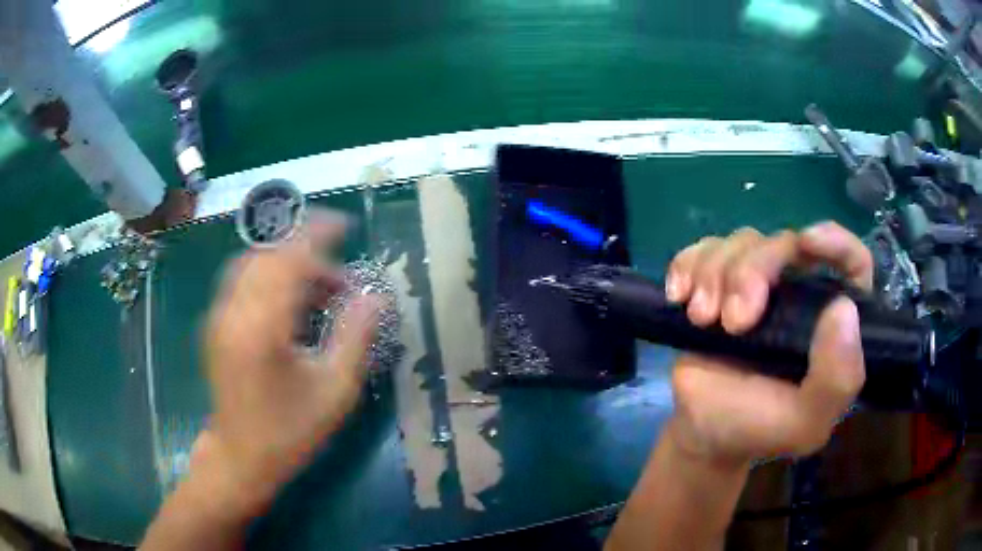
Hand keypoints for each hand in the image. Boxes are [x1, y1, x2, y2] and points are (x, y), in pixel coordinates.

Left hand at [192, 211, 380, 513]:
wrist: (240, 457)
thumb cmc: (290, 430)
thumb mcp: (334, 390)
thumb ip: (356, 336)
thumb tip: (376, 296)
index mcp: (261, 326)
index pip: (288, 257)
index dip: (317, 233)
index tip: (345, 226)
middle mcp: (233, 311)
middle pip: (269, 255)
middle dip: (307, 254)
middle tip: (338, 281)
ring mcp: (218, 317)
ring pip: (253, 265)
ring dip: (286, 266)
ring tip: (317, 293)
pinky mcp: (214, 325)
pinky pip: (241, 282)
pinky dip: (268, 279)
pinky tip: (289, 307)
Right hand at [663, 221, 871, 466]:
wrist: (704, 432)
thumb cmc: (759, 428)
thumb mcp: (806, 422)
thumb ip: (837, 379)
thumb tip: (842, 308)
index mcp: (830, 321)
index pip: (853, 263)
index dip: (837, 242)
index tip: (808, 242)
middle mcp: (799, 292)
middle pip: (784, 243)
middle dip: (753, 272)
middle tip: (733, 321)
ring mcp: (757, 284)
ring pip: (742, 242)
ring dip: (715, 275)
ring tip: (702, 319)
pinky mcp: (717, 283)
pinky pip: (703, 249)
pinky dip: (688, 264)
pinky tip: (679, 296)